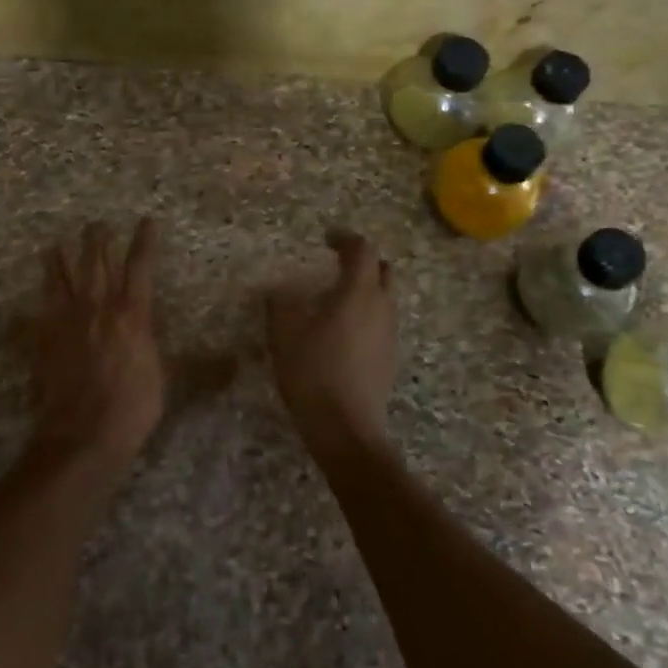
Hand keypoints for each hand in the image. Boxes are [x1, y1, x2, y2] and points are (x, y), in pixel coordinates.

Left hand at [31, 219, 164, 475]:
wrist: (82, 432)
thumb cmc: (132, 406)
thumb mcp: (166, 379)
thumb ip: (189, 361)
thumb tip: (234, 362)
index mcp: (131, 314)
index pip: (140, 267)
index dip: (144, 241)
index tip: (147, 220)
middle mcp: (97, 308)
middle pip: (95, 263)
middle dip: (97, 240)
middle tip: (96, 223)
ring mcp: (67, 321)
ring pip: (62, 279)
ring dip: (59, 260)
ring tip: (55, 244)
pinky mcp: (45, 339)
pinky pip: (41, 309)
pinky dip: (41, 297)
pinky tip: (39, 293)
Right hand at [266, 231, 397, 458]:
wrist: (346, 429)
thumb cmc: (314, 373)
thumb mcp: (285, 335)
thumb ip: (281, 306)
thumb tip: (279, 291)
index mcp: (358, 293)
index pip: (362, 251)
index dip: (346, 239)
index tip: (327, 238)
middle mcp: (381, 308)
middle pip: (383, 271)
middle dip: (363, 262)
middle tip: (338, 264)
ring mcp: (389, 335)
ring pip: (384, 299)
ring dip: (365, 290)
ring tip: (336, 299)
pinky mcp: (389, 359)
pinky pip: (381, 323)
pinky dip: (366, 315)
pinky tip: (342, 333)